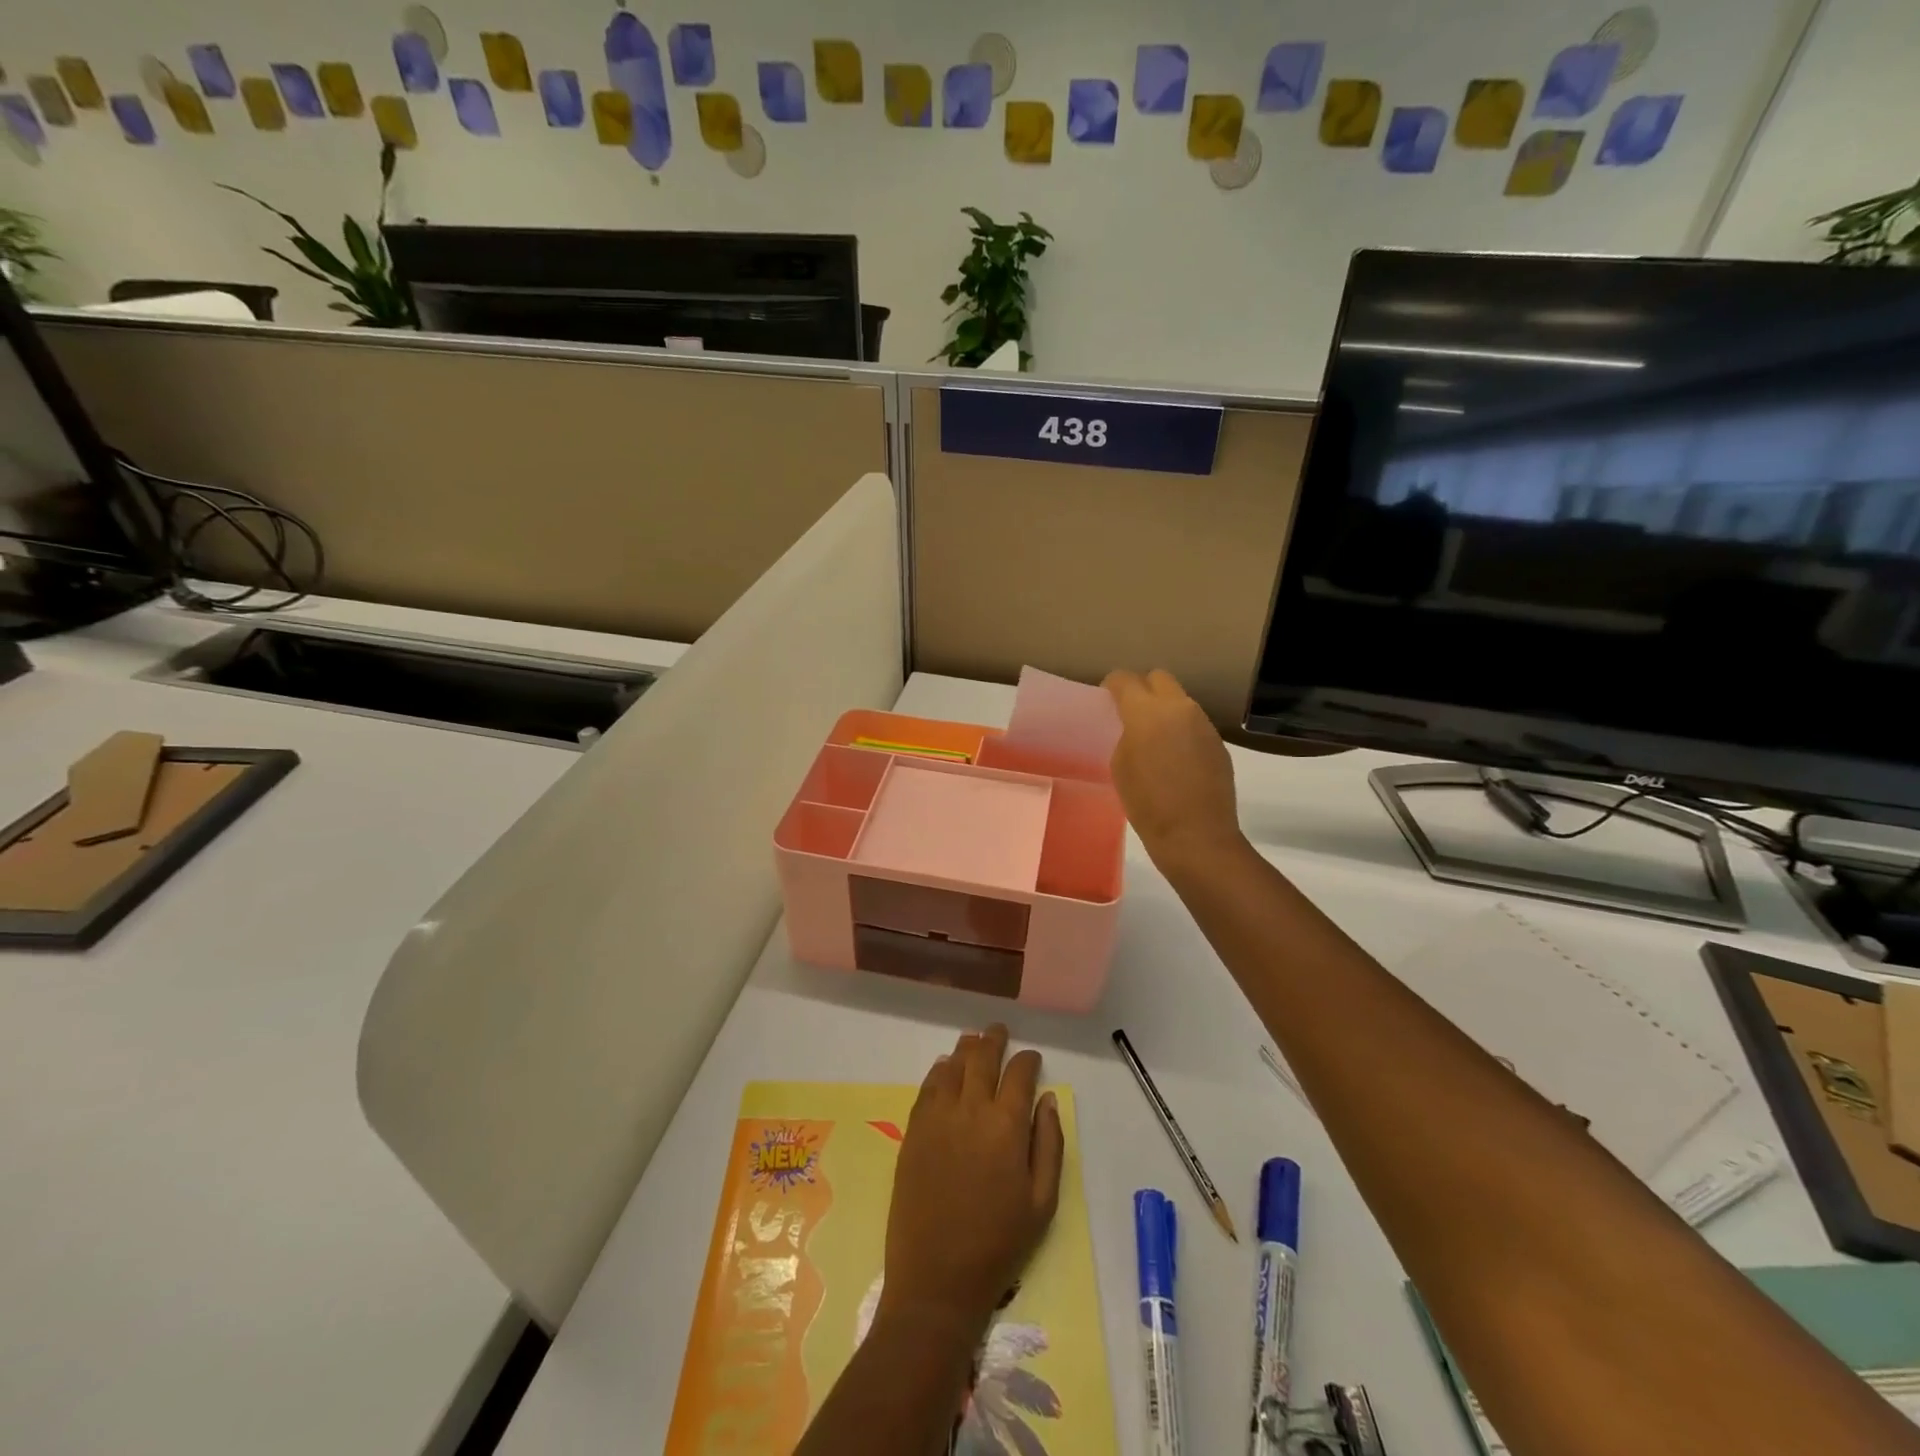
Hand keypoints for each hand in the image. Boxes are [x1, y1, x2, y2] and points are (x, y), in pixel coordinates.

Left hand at [879, 1025, 1064, 1336]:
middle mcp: (971, 1109)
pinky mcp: (914, 1131)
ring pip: (953, 1066)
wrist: (937, 1278)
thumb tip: (1047, 1099)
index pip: (1019, 1074)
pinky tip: (944, 1067)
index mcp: (1007, 1126)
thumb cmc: (999, 1244)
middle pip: (982, 1058)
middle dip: (993, 1040)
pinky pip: (927, 1087)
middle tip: (998, 1030)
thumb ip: (1049, 1144)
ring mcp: (937, 1117)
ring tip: (973, 1040)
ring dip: (966, 1049)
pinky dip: (939, 1071)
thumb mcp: (1042, 1202)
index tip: (1032, 1057)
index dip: (1027, 1060)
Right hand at [1103, 668, 1242, 867]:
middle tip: (1131, 711)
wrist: (1196, 835)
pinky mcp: (1218, 742)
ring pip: (1179, 700)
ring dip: (1164, 709)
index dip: (1113, 685)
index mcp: (1147, 712)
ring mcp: (1203, 723)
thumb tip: (1138, 730)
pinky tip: (1175, 758)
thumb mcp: (1120, 766)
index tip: (1107, 696)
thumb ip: (1127, 736)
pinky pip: (1194, 723)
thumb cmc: (1147, 804)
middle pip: (1158, 678)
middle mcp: (1179, 708)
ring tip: (1154, 738)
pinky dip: (1181, 730)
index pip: (1125, 680)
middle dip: (1142, 688)